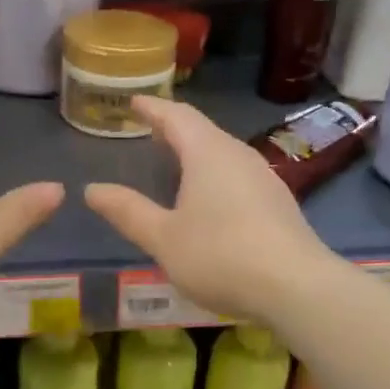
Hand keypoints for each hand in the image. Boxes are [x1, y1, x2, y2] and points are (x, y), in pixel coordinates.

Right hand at [84, 96, 336, 321]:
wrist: (297, 286)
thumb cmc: (221, 256)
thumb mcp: (164, 238)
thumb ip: (128, 212)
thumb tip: (92, 189)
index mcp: (208, 153)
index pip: (176, 117)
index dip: (153, 108)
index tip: (134, 102)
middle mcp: (238, 156)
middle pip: (203, 131)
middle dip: (174, 128)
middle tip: (150, 130)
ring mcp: (264, 178)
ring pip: (224, 153)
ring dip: (197, 152)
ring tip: (176, 161)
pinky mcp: (278, 203)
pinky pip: (238, 176)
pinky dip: (216, 175)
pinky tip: (211, 198)